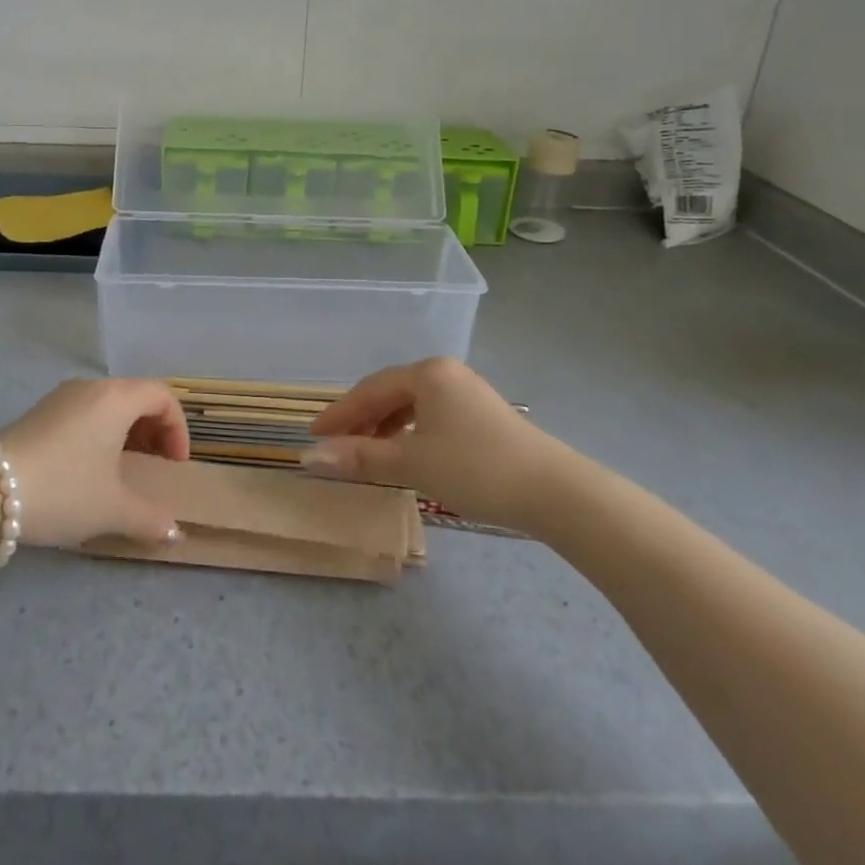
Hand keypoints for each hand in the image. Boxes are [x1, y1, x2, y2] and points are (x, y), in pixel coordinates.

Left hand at [0, 379, 189, 547]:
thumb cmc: (62, 490)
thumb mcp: (112, 509)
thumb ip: (150, 519)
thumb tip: (174, 533)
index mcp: (116, 398)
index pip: (162, 397)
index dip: (178, 430)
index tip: (174, 466)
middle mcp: (91, 387)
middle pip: (136, 397)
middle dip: (154, 431)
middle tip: (155, 467)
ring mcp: (61, 397)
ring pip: (108, 405)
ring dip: (126, 434)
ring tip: (123, 472)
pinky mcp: (39, 412)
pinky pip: (84, 413)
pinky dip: (100, 434)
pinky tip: (88, 471)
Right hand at [305, 358, 570, 532]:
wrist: (554, 491)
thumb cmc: (475, 468)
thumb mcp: (411, 463)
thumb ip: (360, 456)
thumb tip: (311, 456)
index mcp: (427, 373)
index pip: (369, 389)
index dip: (338, 414)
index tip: (312, 435)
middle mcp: (446, 373)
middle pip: (390, 393)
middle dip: (361, 420)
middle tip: (336, 446)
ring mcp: (468, 392)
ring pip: (412, 406)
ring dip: (385, 428)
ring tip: (367, 453)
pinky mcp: (484, 415)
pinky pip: (432, 416)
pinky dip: (410, 433)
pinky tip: (407, 454)